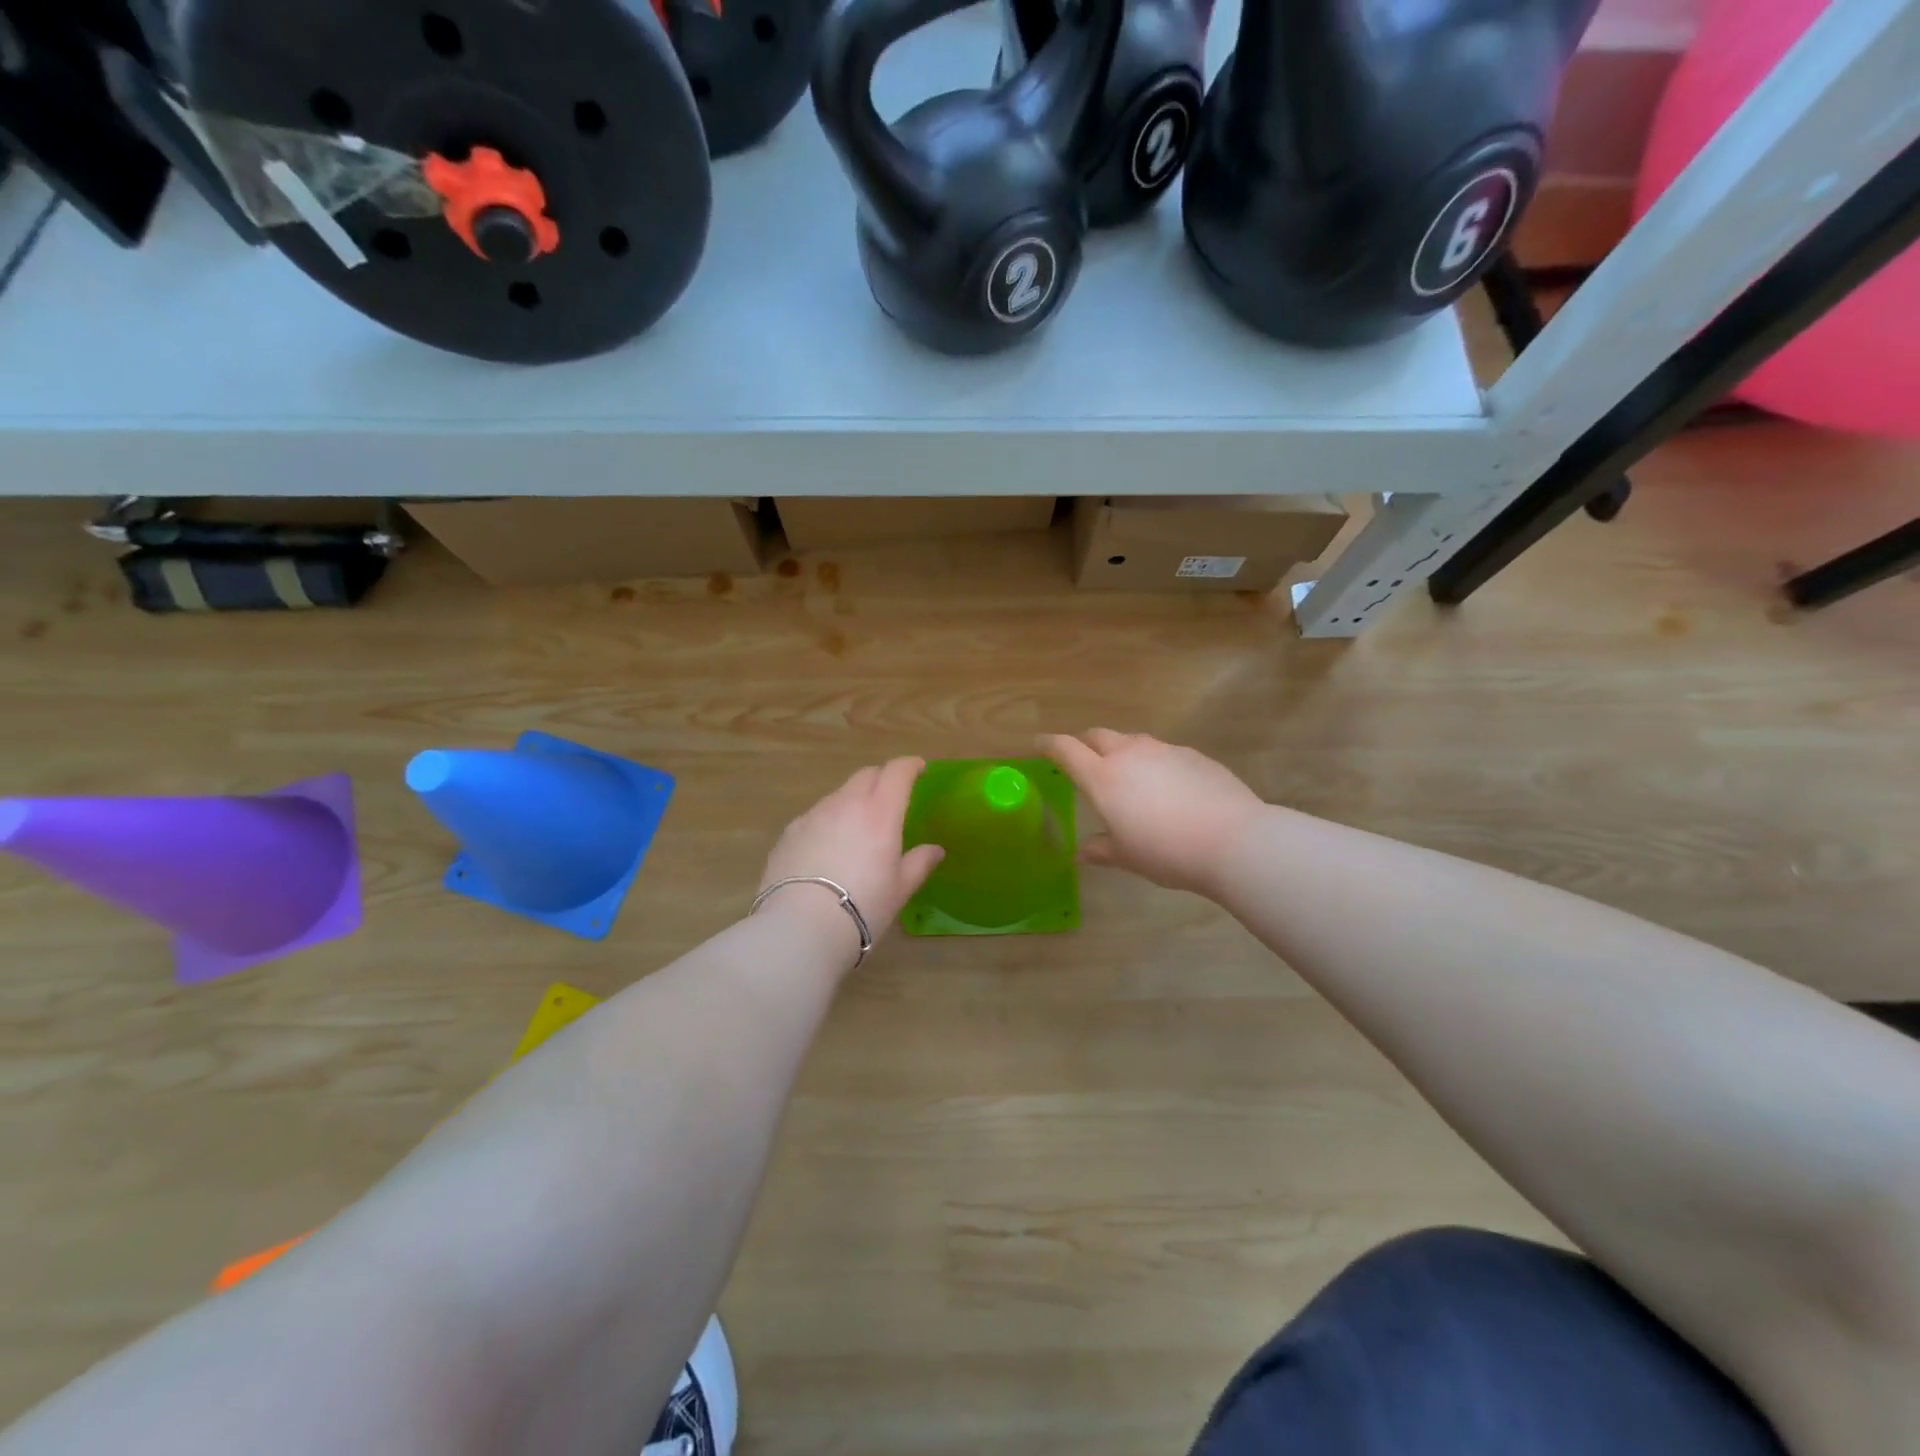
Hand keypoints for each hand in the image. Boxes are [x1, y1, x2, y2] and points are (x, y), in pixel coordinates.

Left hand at [756, 757, 944, 969]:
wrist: (801, 927)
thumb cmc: (863, 907)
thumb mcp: (900, 889)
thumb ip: (919, 863)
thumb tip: (935, 850)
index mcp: (880, 812)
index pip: (897, 772)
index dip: (910, 766)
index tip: (919, 770)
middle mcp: (846, 803)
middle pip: (866, 775)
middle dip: (882, 778)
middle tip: (891, 797)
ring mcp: (813, 815)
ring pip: (838, 795)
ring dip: (853, 801)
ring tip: (858, 828)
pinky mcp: (789, 832)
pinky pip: (815, 816)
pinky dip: (828, 822)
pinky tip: (827, 849)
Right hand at [1039, 730, 1263, 894]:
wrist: (1233, 840)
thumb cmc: (1167, 852)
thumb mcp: (1128, 857)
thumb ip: (1101, 850)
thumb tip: (1082, 852)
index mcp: (1103, 778)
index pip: (1066, 749)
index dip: (1049, 744)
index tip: (1039, 744)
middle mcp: (1130, 754)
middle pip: (1098, 735)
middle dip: (1084, 743)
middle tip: (1081, 759)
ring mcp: (1164, 750)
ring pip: (1132, 740)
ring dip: (1120, 750)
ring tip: (1126, 774)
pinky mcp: (1193, 754)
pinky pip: (1162, 752)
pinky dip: (1153, 762)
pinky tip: (1166, 786)